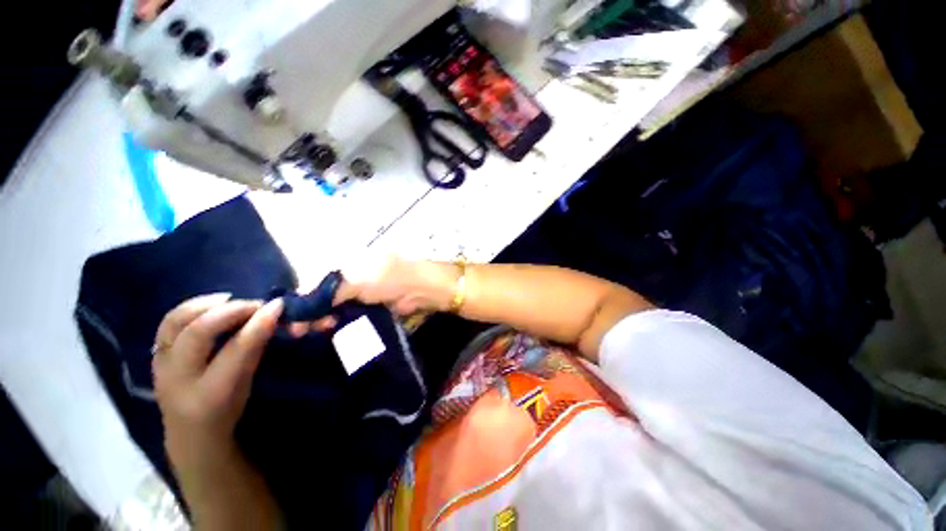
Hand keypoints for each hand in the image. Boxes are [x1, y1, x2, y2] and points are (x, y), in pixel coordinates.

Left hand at [152, 294, 282, 471]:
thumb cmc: (227, 411)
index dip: (258, 323)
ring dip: (205, 304)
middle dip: (231, 310)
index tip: (278, 305)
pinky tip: (210, 306)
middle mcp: (178, 380)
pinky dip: (190, 309)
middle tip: (255, 305)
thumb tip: (271, 316)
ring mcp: (160, 367)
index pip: (235, 350)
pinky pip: (167, 324)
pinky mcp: (154, 356)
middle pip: (198, 332)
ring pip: (174, 322)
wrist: (189, 434)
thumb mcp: (247, 385)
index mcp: (209, 395)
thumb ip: (254, 350)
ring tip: (230, 299)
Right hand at [289, 256, 456, 335]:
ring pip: (335, 307)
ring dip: (325, 319)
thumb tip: (301, 305)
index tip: (294, 321)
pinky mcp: (372, 305)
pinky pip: (349, 315)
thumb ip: (329, 292)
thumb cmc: (390, 279)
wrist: (421, 289)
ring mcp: (362, 292)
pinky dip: (341, 322)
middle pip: (323, 296)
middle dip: (313, 312)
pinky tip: (334, 329)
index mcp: (348, 264)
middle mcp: (352, 277)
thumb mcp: (357, 281)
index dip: (303, 300)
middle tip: (306, 330)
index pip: (315, 281)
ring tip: (323, 329)